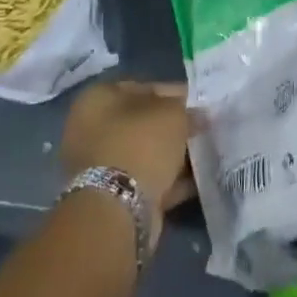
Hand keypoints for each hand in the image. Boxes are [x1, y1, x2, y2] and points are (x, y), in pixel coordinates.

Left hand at [60, 81, 196, 224]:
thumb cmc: (141, 144)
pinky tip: (197, 179)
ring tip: (205, 154)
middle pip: (143, 122)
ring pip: (145, 153)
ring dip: (172, 154)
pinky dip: (170, 179)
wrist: (117, 209)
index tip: (200, 104)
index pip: (144, 87)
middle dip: (174, 127)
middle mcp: (91, 129)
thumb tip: (197, 115)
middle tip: (203, 129)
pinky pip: (146, 179)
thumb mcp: (173, 113)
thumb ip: (186, 109)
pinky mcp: (111, 196)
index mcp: (97, 99)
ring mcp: (99, 165)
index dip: (176, 93)